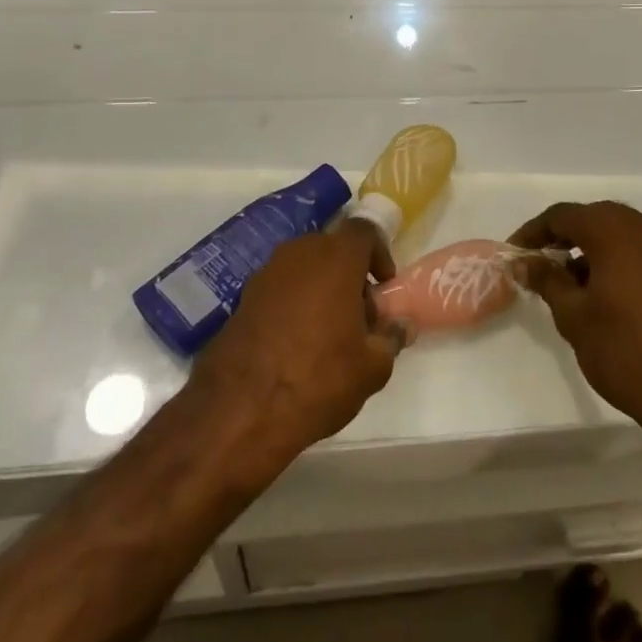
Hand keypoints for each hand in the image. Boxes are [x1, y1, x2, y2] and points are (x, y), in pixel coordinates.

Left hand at [191, 220, 412, 467]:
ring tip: (328, 333)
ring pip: (304, 267)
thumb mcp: (372, 367)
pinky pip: (280, 288)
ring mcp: (266, 274)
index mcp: (336, 258)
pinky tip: (296, 344)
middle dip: (349, 274)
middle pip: (332, 249)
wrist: (240, 410)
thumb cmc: (319, 378)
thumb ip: (391, 338)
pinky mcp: (243, 298)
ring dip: (320, 288)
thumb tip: (401, 325)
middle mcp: (299, 254)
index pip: (364, 231)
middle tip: (360, 315)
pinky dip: (293, 303)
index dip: (379, 253)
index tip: (384, 286)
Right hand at [510, 202, 641, 446]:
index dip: (534, 231)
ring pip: (618, 236)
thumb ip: (547, 280)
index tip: (514, 253)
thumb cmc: (627, 350)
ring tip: (565, 284)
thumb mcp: (574, 316)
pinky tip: (600, 295)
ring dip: (589, 251)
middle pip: (593, 219)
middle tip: (537, 264)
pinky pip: (638, 253)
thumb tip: (524, 262)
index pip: (563, 215)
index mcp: (615, 229)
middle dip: (563, 238)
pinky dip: (614, 262)